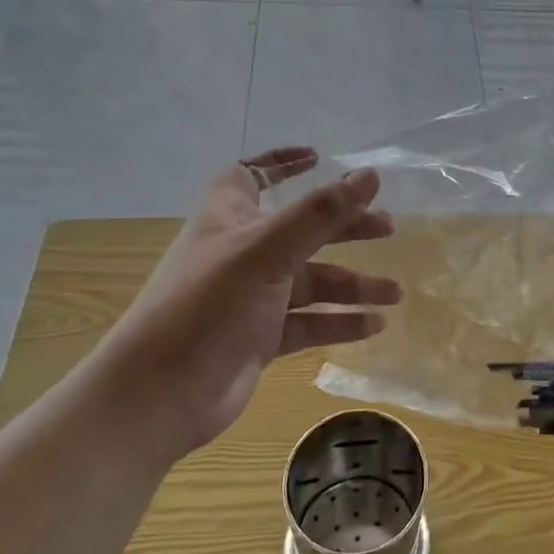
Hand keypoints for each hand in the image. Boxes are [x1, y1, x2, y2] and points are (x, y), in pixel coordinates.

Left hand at [93, 148, 401, 455]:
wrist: (158, 396)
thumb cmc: (207, 308)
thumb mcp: (266, 252)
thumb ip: (320, 213)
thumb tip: (371, 174)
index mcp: (229, 219)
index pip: (252, 175)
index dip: (281, 163)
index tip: (319, 157)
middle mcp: (241, 253)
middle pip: (301, 229)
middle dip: (344, 227)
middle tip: (389, 228)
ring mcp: (251, 298)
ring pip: (311, 281)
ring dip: (353, 284)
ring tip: (395, 293)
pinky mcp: (260, 338)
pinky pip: (309, 321)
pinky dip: (340, 321)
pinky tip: (374, 325)